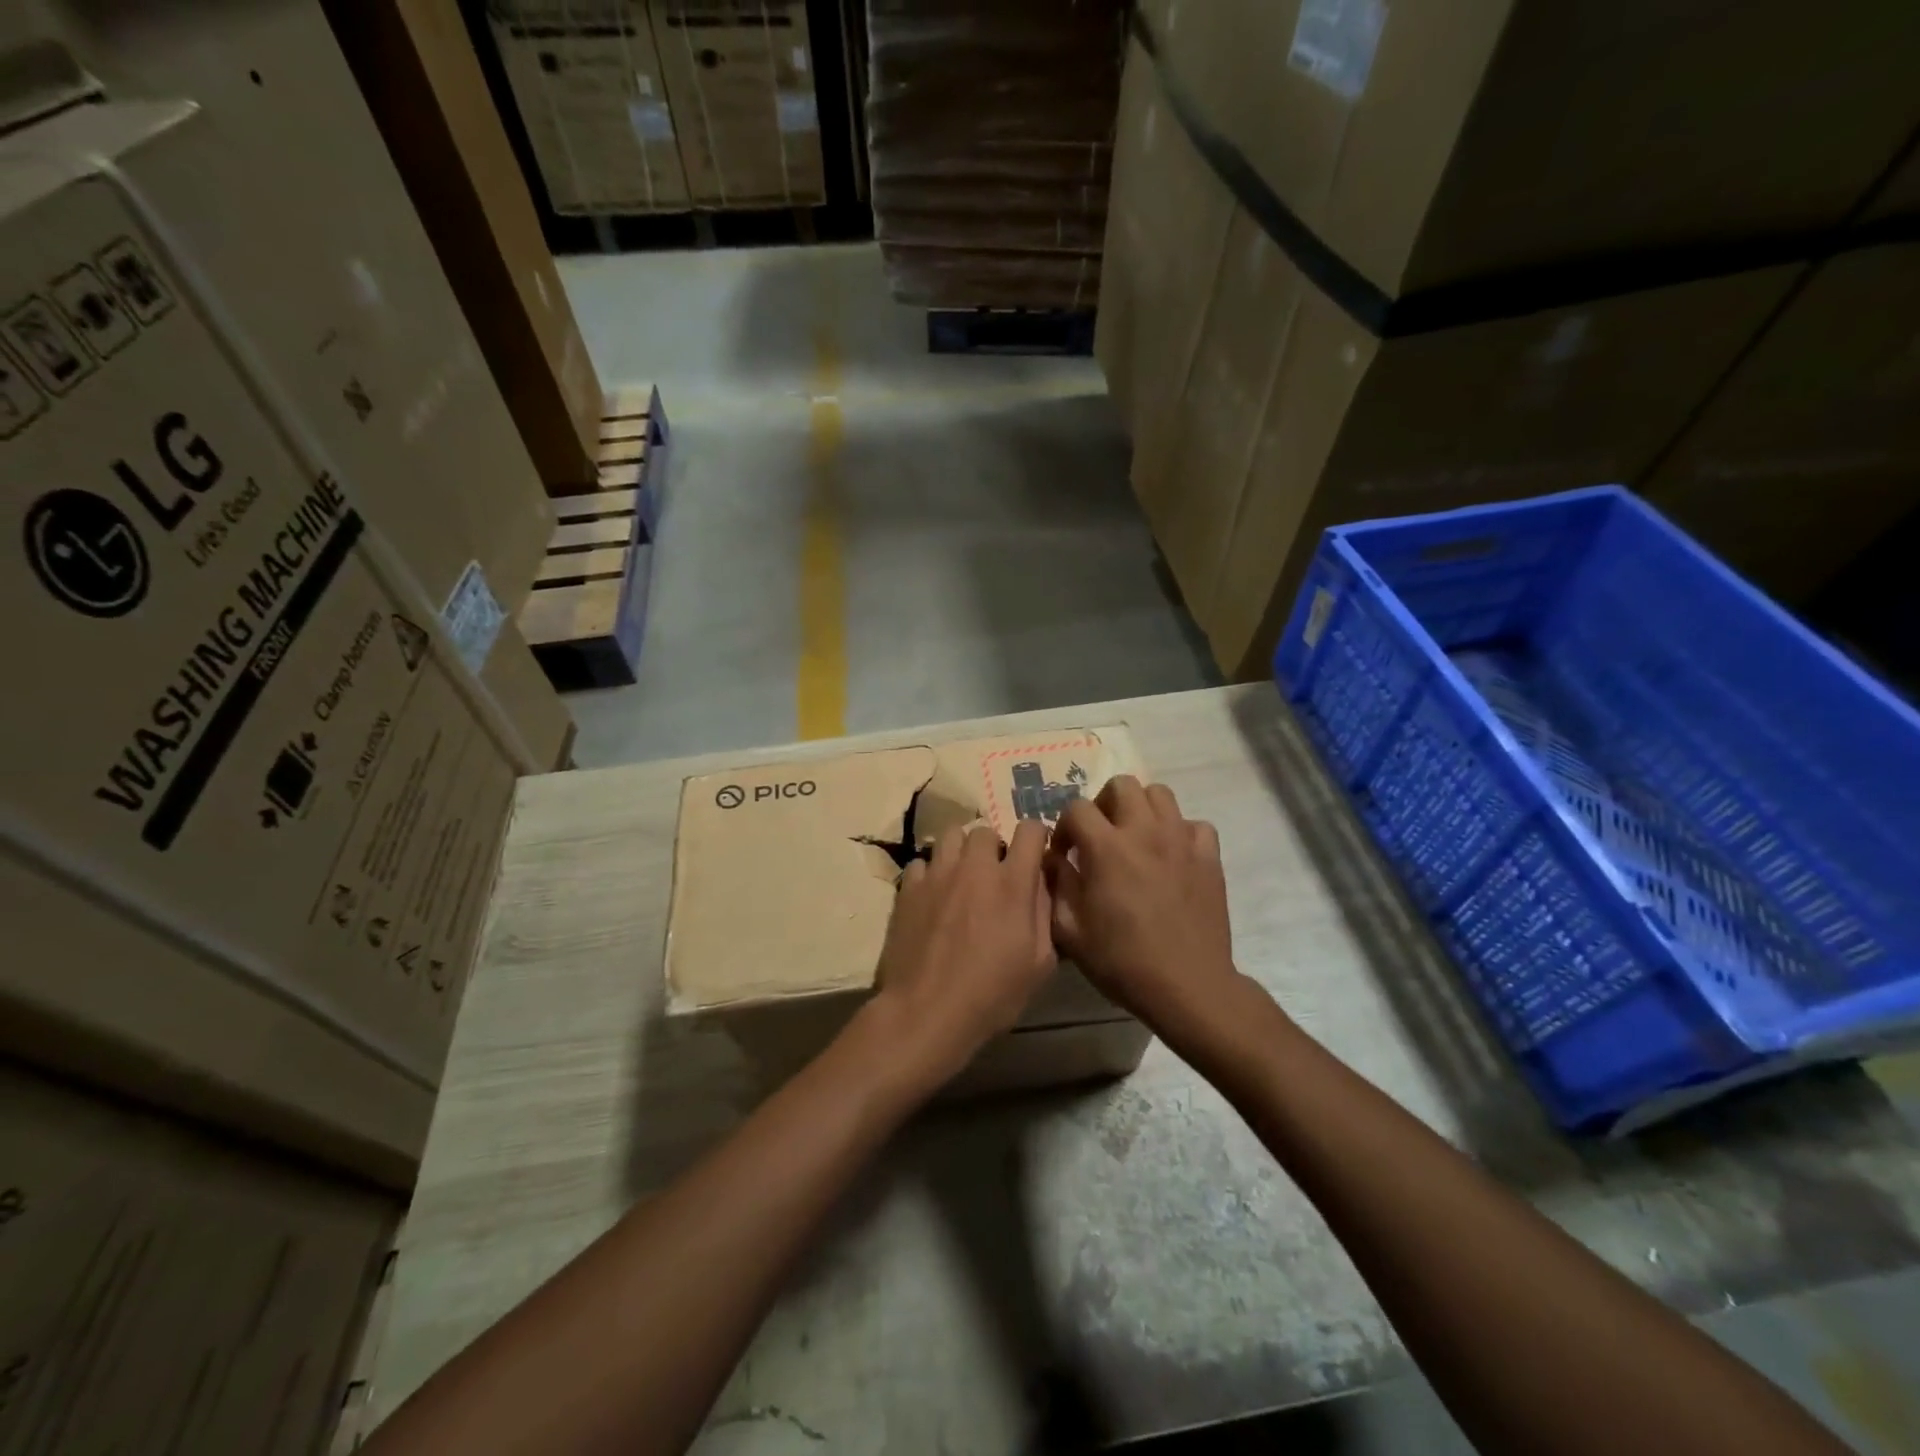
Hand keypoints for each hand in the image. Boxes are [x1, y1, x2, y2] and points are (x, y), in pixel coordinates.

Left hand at [870, 819, 1056, 1088]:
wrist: (927, 1011)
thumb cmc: (991, 994)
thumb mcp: (1039, 963)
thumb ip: (1044, 913)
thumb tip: (1040, 883)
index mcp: (1012, 883)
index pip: (1031, 830)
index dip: (1036, 839)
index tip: (1034, 857)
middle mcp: (975, 868)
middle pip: (986, 831)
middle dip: (994, 848)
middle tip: (993, 877)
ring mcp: (938, 874)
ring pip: (951, 836)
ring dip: (961, 853)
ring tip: (961, 879)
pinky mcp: (908, 887)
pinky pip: (922, 862)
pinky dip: (930, 873)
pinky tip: (932, 897)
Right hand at [1047, 776, 1241, 1040]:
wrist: (1187, 986)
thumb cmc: (1122, 962)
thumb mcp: (1070, 930)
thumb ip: (1055, 885)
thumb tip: (1052, 860)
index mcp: (1106, 848)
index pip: (1077, 808)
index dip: (1064, 826)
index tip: (1065, 853)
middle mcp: (1145, 832)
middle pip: (1122, 784)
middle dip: (1103, 803)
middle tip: (1100, 835)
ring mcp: (1181, 841)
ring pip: (1160, 794)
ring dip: (1141, 809)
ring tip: (1135, 839)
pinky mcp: (1209, 857)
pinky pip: (1194, 825)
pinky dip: (1179, 832)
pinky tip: (1171, 856)